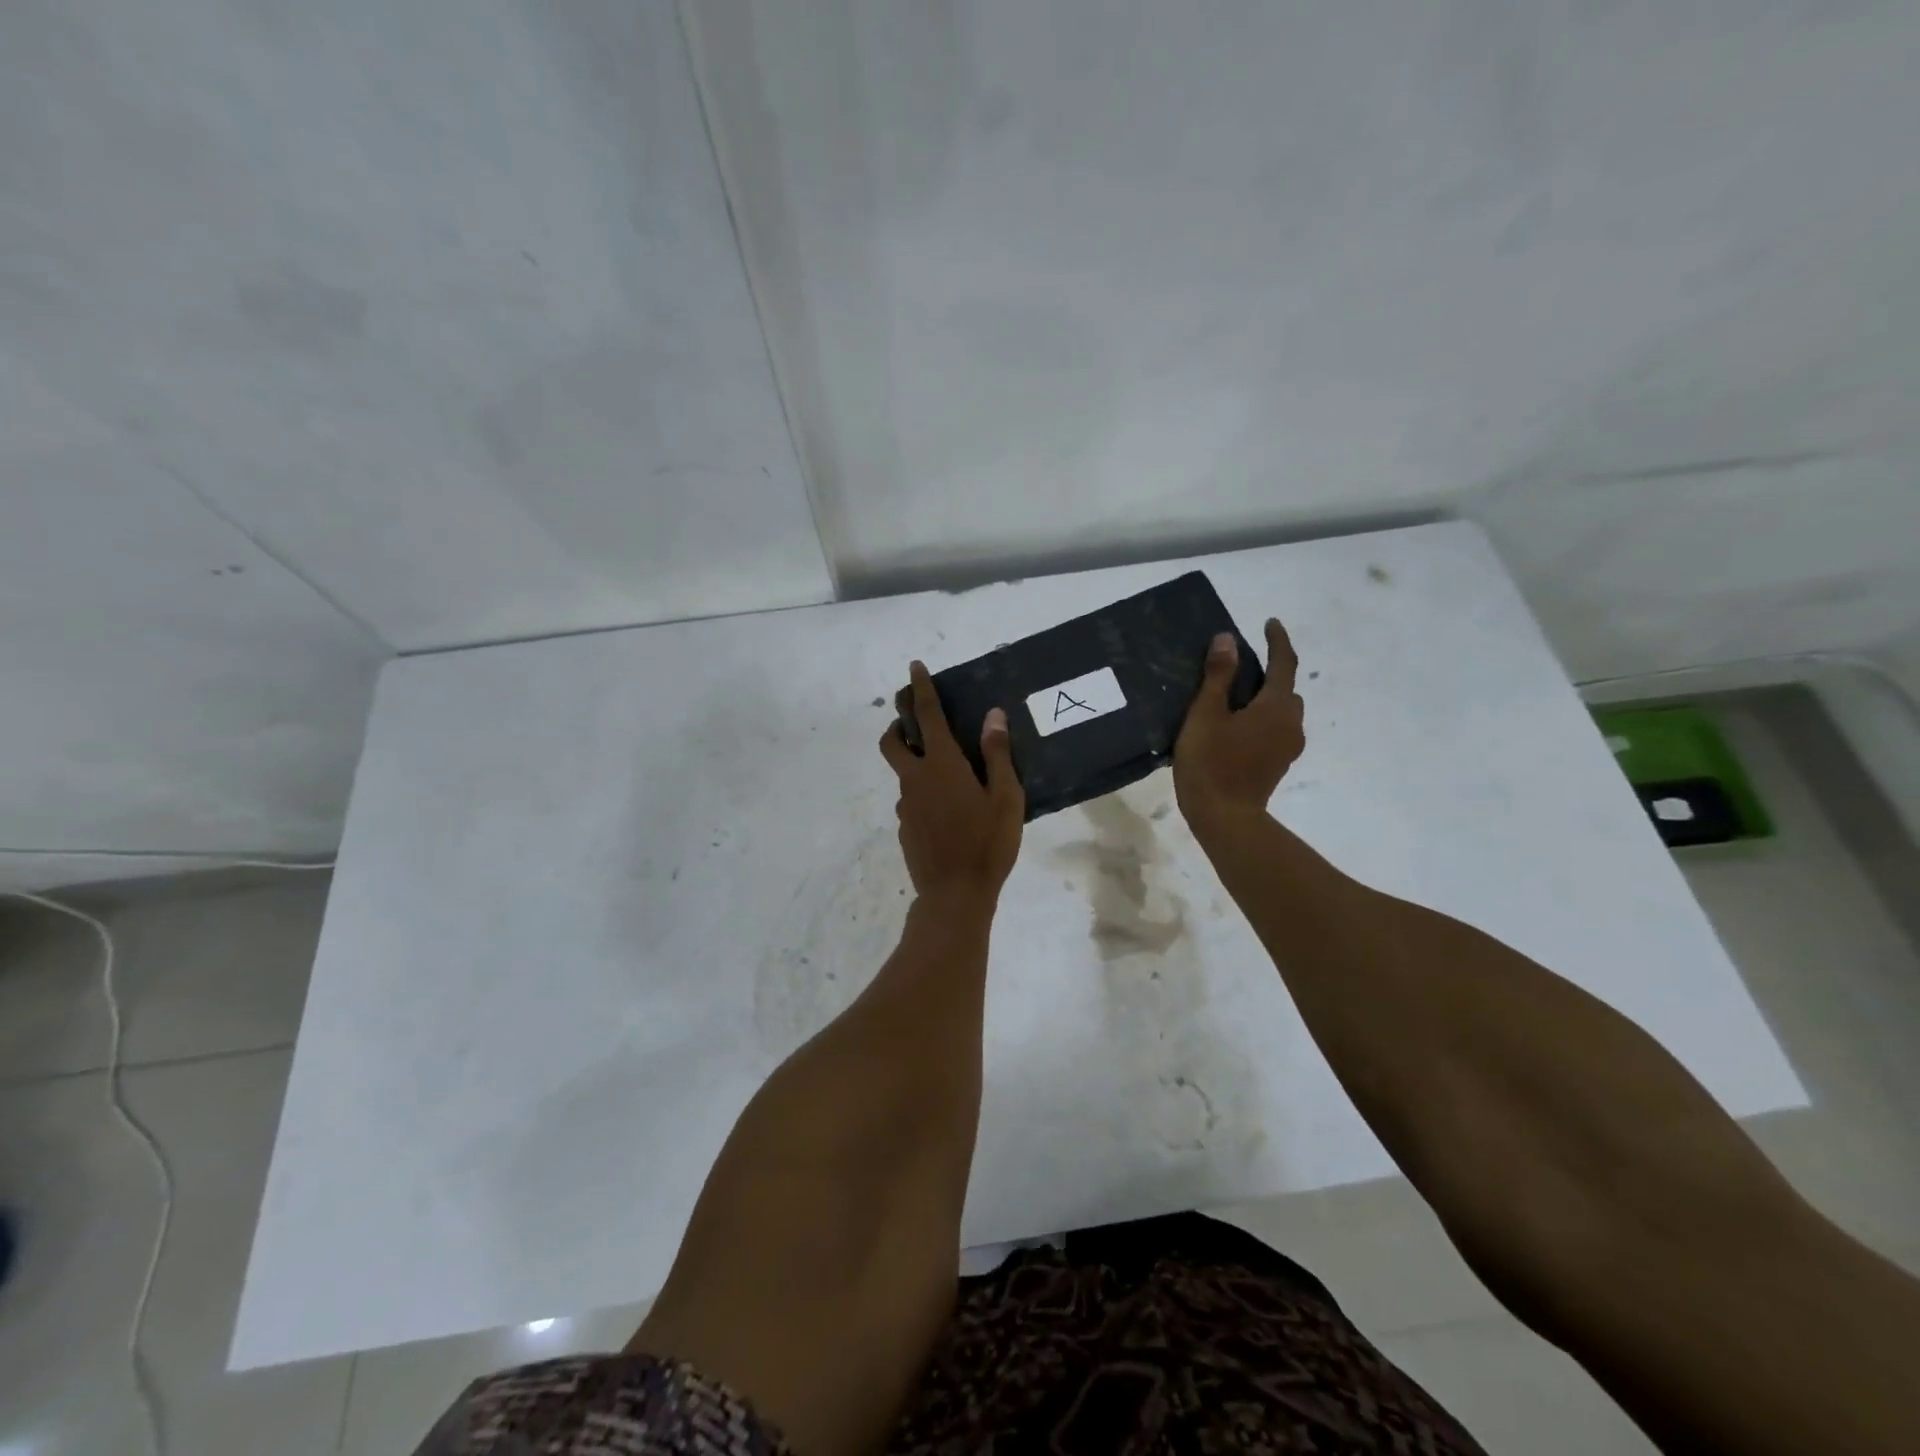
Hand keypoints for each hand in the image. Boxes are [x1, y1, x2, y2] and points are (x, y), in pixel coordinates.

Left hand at [879, 661, 1023, 901]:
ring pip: (902, 773)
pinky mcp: (904, 828)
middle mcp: (915, 779)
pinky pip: (910, 800)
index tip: (914, 667)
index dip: (920, 688)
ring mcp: (905, 805)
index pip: (927, 715)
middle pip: (892, 741)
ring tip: (948, 777)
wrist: (955, 895)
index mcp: (942, 765)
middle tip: (912, 720)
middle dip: (897, 723)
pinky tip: (947, 813)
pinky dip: (922, 794)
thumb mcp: (1006, 797)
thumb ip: (997, 754)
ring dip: (915, 764)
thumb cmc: (988, 844)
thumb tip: (992, 715)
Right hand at [1173, 618, 1305, 829]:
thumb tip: (1228, 640)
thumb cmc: (1211, 762)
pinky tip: (1237, 727)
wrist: (1225, 818)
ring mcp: (1288, 747)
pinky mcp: (1278, 764)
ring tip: (1235, 699)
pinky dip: (1262, 719)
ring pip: (1282, 712)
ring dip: (1266, 699)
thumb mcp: (1206, 714)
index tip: (1269, 623)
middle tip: (1240, 667)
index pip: (1284, 663)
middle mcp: (1291, 723)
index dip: (1277, 641)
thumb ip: (1218, 676)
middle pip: (1286, 689)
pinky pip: (1276, 730)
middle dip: (1270, 673)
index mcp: (1276, 706)